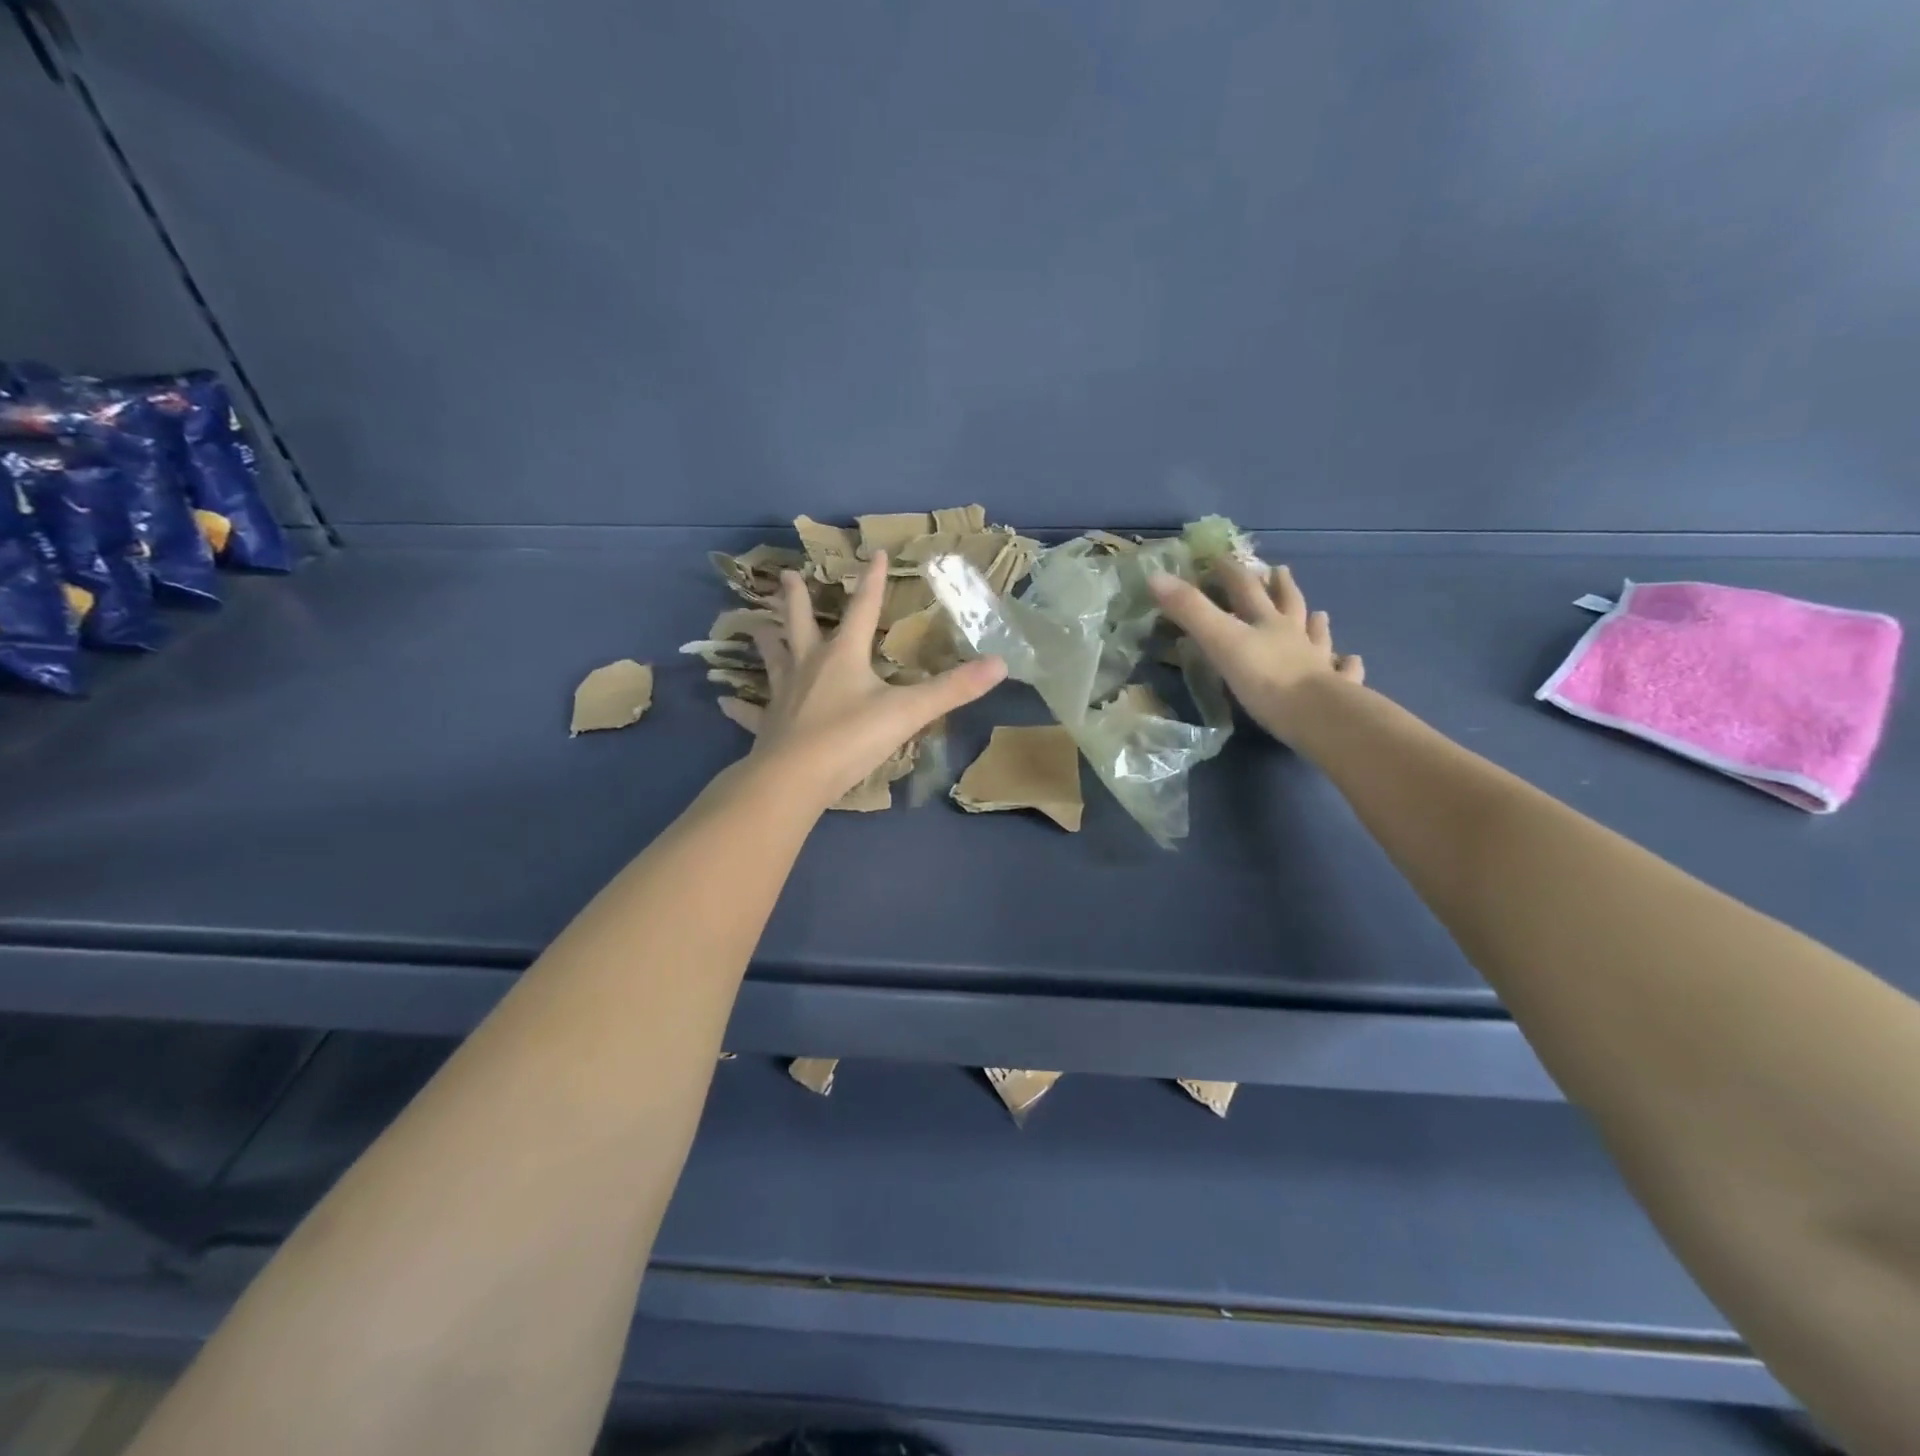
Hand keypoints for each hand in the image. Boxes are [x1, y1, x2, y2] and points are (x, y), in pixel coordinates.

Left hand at [749, 551, 1006, 809]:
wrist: (795, 779)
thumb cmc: (851, 738)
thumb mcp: (909, 712)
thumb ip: (954, 689)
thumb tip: (1001, 664)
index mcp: (842, 656)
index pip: (862, 610)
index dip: (872, 582)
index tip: (874, 553)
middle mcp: (808, 666)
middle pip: (800, 623)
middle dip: (797, 599)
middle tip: (788, 576)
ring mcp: (783, 695)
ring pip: (773, 660)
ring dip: (766, 642)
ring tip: (755, 628)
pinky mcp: (766, 725)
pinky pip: (750, 711)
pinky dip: (739, 706)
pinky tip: (724, 701)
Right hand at [1149, 560, 1363, 746]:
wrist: (1316, 715)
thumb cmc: (1265, 678)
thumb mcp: (1220, 641)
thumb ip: (1190, 611)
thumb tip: (1155, 576)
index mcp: (1267, 622)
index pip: (1246, 589)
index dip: (1231, 572)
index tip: (1221, 559)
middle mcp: (1295, 636)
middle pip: (1288, 605)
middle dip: (1280, 587)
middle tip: (1279, 571)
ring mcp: (1319, 662)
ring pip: (1318, 636)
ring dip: (1316, 623)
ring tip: (1320, 613)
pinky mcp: (1336, 690)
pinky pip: (1343, 672)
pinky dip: (1347, 664)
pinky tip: (1351, 660)